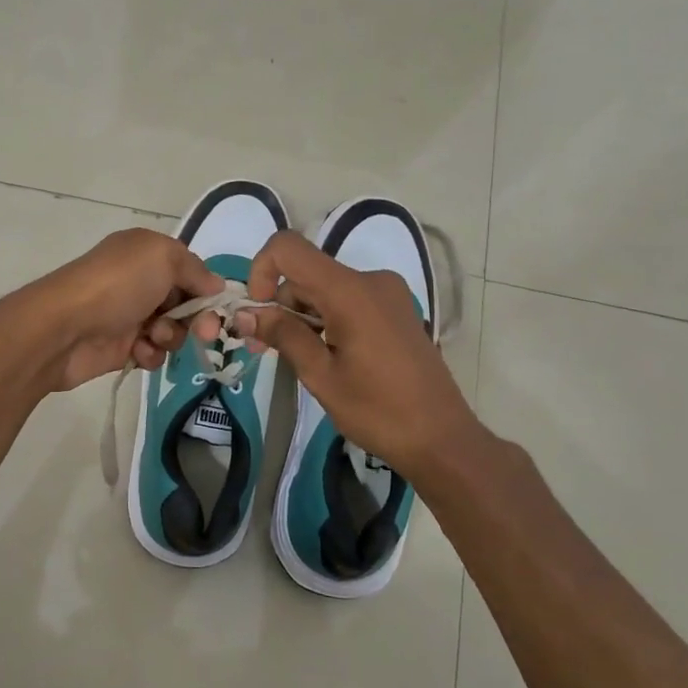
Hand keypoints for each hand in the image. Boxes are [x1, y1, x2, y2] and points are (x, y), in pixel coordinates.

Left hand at [16, 228, 224, 391]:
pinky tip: (137, 351)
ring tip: (153, 336)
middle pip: (185, 303)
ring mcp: (128, 316)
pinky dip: (150, 354)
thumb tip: (215, 285)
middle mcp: (138, 282)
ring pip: (172, 331)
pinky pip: (152, 353)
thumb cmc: (116, 285)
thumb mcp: (162, 257)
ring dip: (171, 336)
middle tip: (203, 332)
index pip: (190, 270)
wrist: (63, 328)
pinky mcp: (120, 348)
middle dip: (197, 318)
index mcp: (146, 253)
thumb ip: (194, 268)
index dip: (206, 289)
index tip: (218, 307)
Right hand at [234, 231, 483, 476]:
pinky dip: (324, 319)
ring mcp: (387, 294)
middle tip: (262, 348)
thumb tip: (245, 314)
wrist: (442, 439)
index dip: (261, 270)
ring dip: (300, 315)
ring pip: (324, 288)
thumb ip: (283, 335)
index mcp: (351, 291)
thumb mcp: (321, 375)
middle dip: (278, 304)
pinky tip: (322, 355)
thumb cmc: (378, 411)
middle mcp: (371, 280)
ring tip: (294, 358)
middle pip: (306, 273)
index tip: (258, 311)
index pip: (289, 248)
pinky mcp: (394, 310)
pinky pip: (346, 300)